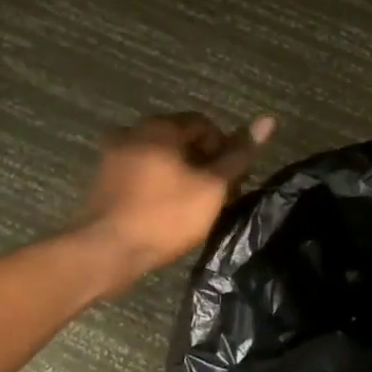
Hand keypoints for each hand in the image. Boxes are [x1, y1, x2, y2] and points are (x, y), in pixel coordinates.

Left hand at [75, 111, 275, 289]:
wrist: (106, 251)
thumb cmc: (165, 216)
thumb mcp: (212, 187)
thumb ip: (238, 154)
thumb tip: (268, 120)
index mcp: (159, 127)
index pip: (203, 124)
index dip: (224, 148)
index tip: (231, 179)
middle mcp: (132, 132)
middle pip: (179, 138)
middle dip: (202, 161)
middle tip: (216, 194)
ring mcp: (113, 156)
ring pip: (159, 156)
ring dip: (180, 173)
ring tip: (193, 204)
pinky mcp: (102, 180)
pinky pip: (140, 172)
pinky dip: (157, 183)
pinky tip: (165, 210)